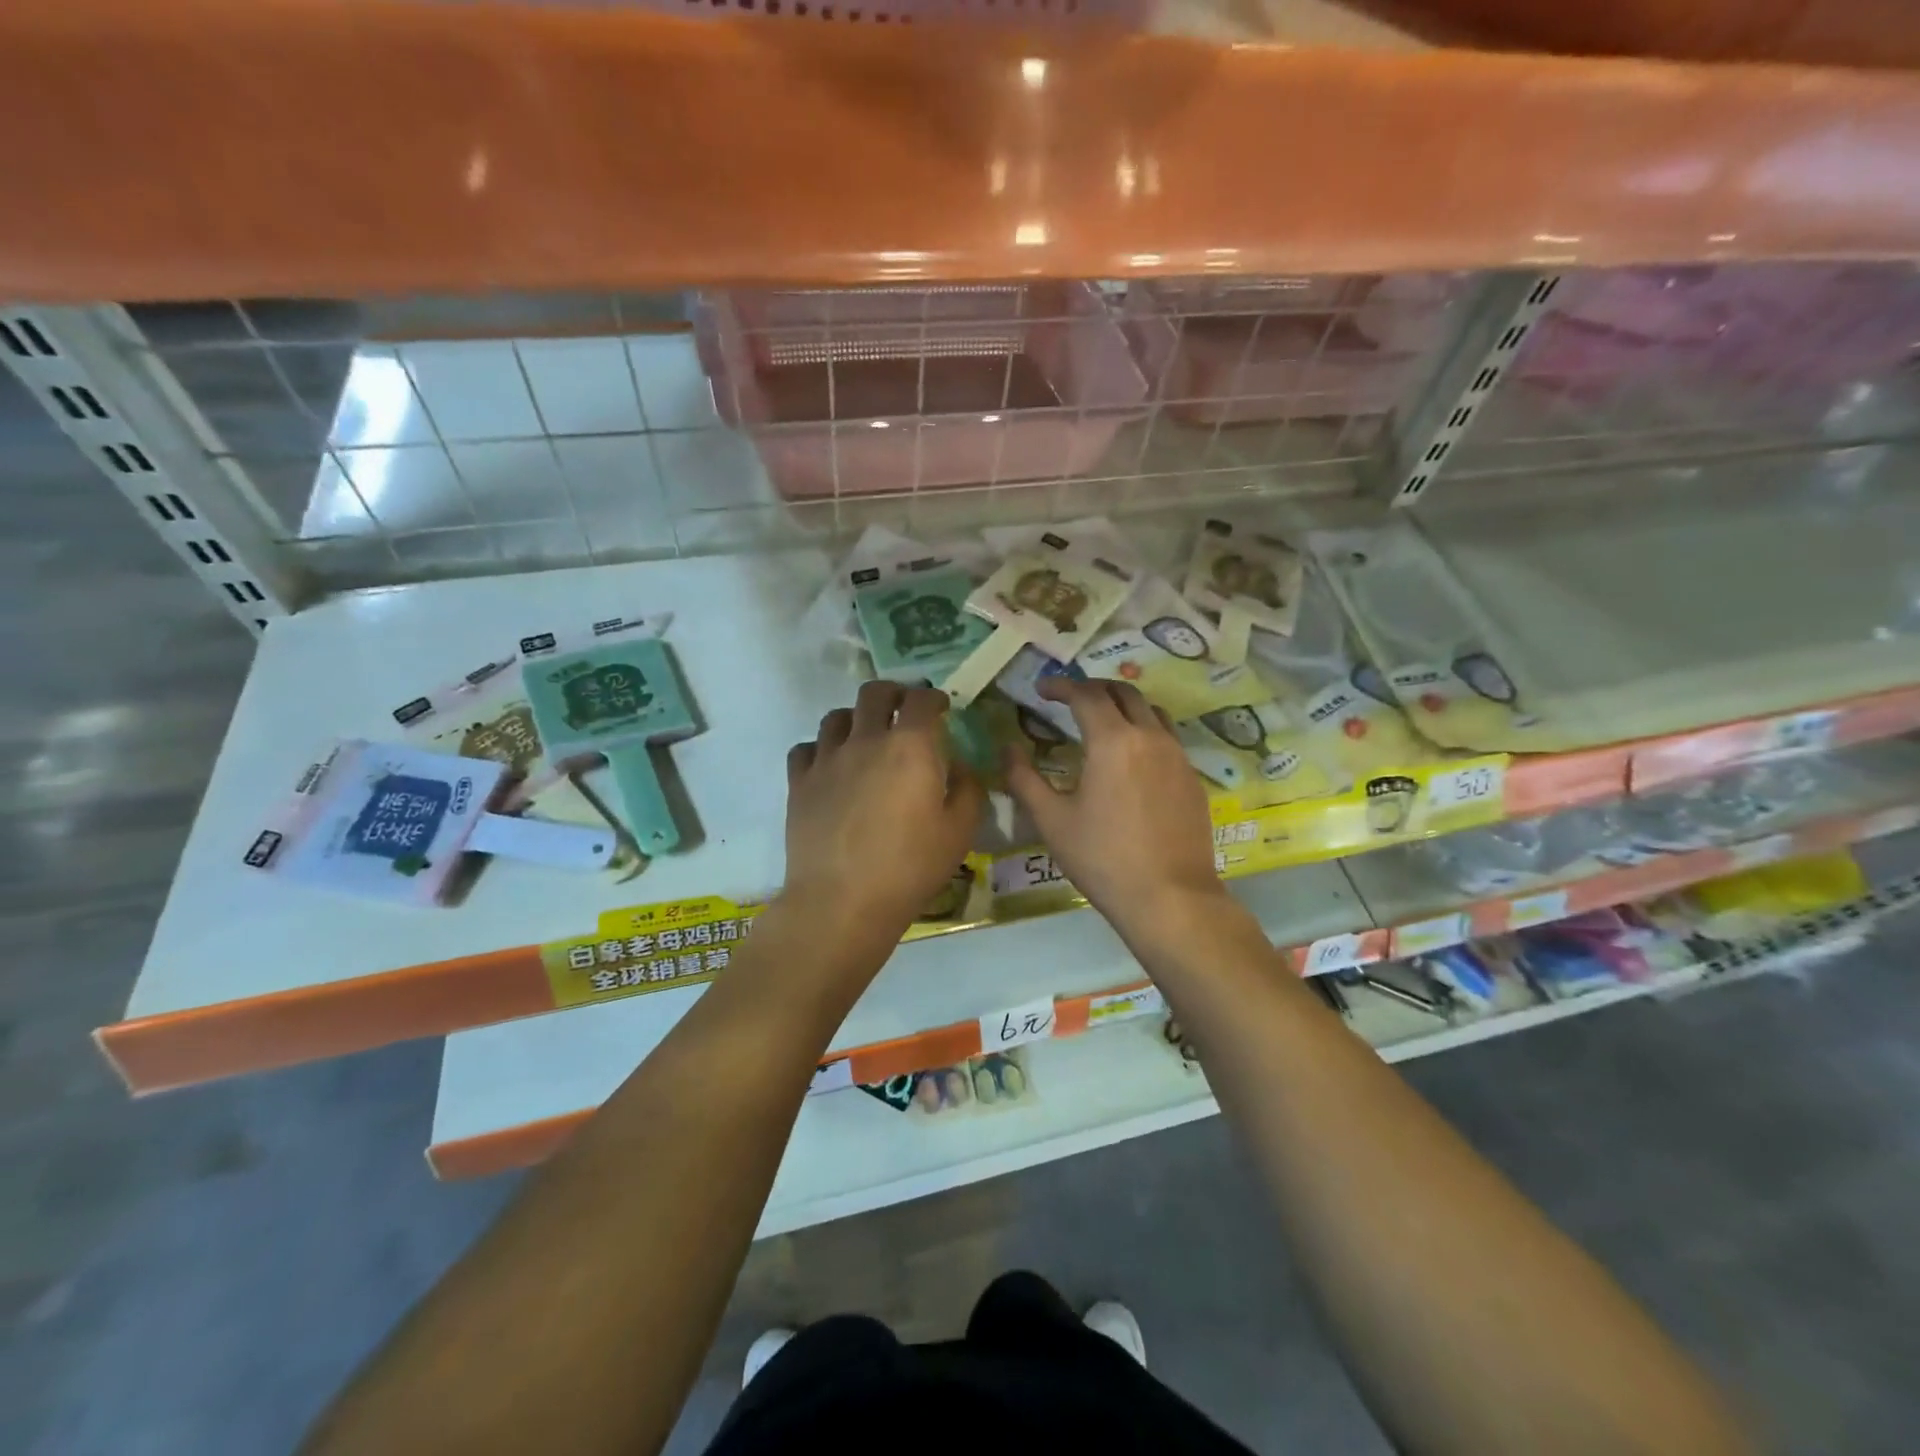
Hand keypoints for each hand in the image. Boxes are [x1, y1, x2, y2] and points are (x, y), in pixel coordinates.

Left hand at [783, 680, 985, 941]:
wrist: (842, 900)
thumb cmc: (910, 867)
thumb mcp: (960, 832)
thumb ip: (968, 789)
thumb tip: (959, 767)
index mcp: (910, 746)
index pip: (921, 700)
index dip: (934, 697)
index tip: (941, 707)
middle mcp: (866, 740)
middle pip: (874, 693)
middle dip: (893, 693)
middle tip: (903, 708)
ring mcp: (827, 759)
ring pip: (836, 716)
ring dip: (855, 718)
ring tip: (865, 735)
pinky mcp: (799, 783)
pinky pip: (806, 748)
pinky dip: (821, 748)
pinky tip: (830, 765)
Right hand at [1003, 679, 1226, 937]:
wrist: (1170, 898)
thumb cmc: (1103, 859)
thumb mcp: (1052, 820)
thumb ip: (1024, 778)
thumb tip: (1007, 748)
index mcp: (1113, 741)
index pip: (1086, 695)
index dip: (1061, 686)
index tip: (1041, 689)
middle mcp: (1150, 737)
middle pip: (1124, 692)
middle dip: (1094, 688)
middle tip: (1070, 699)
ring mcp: (1178, 756)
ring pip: (1152, 711)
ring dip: (1124, 705)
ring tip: (1103, 721)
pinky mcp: (1193, 779)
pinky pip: (1168, 738)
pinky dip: (1145, 732)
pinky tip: (1132, 760)